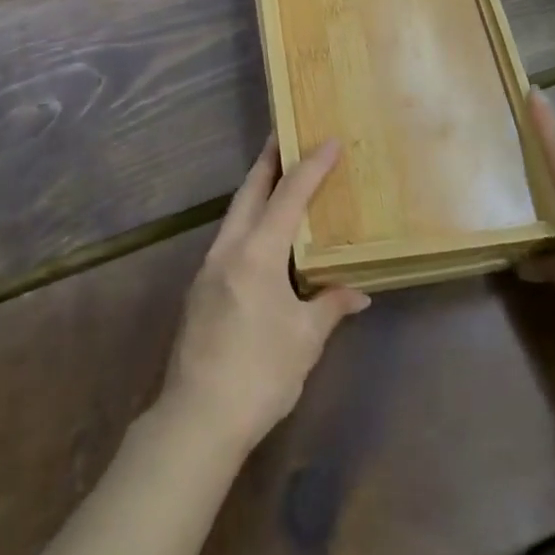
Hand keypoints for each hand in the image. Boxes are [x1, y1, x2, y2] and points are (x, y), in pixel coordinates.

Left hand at [161, 140, 369, 454]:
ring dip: (256, 190)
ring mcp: (209, 267)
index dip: (311, 166)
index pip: (289, 196)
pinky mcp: (200, 288)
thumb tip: (358, 292)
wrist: (197, 419)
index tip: (328, 140)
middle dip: (269, 161)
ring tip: (277, 178)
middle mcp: (229, 248)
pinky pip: (229, 237)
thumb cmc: (259, 374)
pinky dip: (247, 220)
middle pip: (250, 190)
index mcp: (257, 253)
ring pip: (235, 212)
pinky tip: (260, 236)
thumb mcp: (305, 341)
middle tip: (286, 135)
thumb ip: (330, 306)